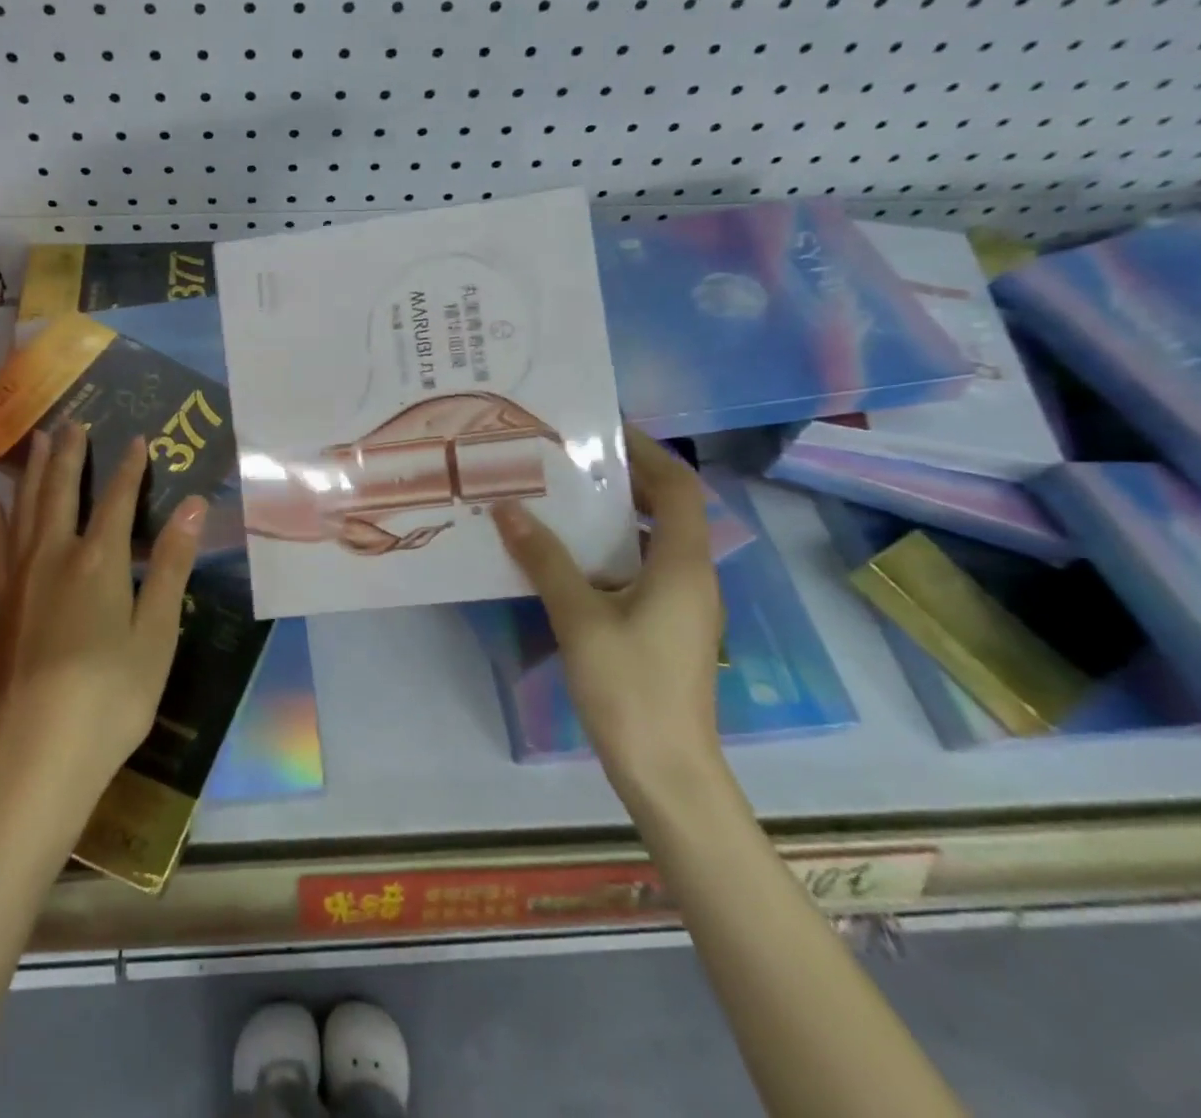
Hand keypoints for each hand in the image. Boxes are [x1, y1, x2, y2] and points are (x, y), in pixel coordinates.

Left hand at [0, 422, 207, 795]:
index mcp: (98, 561)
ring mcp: (19, 582)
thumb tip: (194, 506)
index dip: (129, 468)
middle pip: (62, 493)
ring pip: (25, 511)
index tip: (138, 438)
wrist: (36, 756)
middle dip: (70, 455)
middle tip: (72, 421)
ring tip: (37, 443)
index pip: (116, 500)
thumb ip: (171, 565)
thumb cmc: (111, 696)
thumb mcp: (156, 632)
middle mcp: (54, 558)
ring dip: (34, 474)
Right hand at [491, 426, 724, 804]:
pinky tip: (568, 557)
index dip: (649, 451)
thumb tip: (508, 509)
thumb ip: (545, 560)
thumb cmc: (630, 687)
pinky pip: (642, 569)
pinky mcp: (667, 627)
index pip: (678, 487)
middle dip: (625, 479)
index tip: (605, 429)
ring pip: (653, 541)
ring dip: (615, 516)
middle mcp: (692, 576)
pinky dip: (611, 551)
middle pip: (668, 509)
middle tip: (571, 460)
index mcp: (684, 564)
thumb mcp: (580, 617)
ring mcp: (683, 605)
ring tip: (563, 499)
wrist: (667, 771)